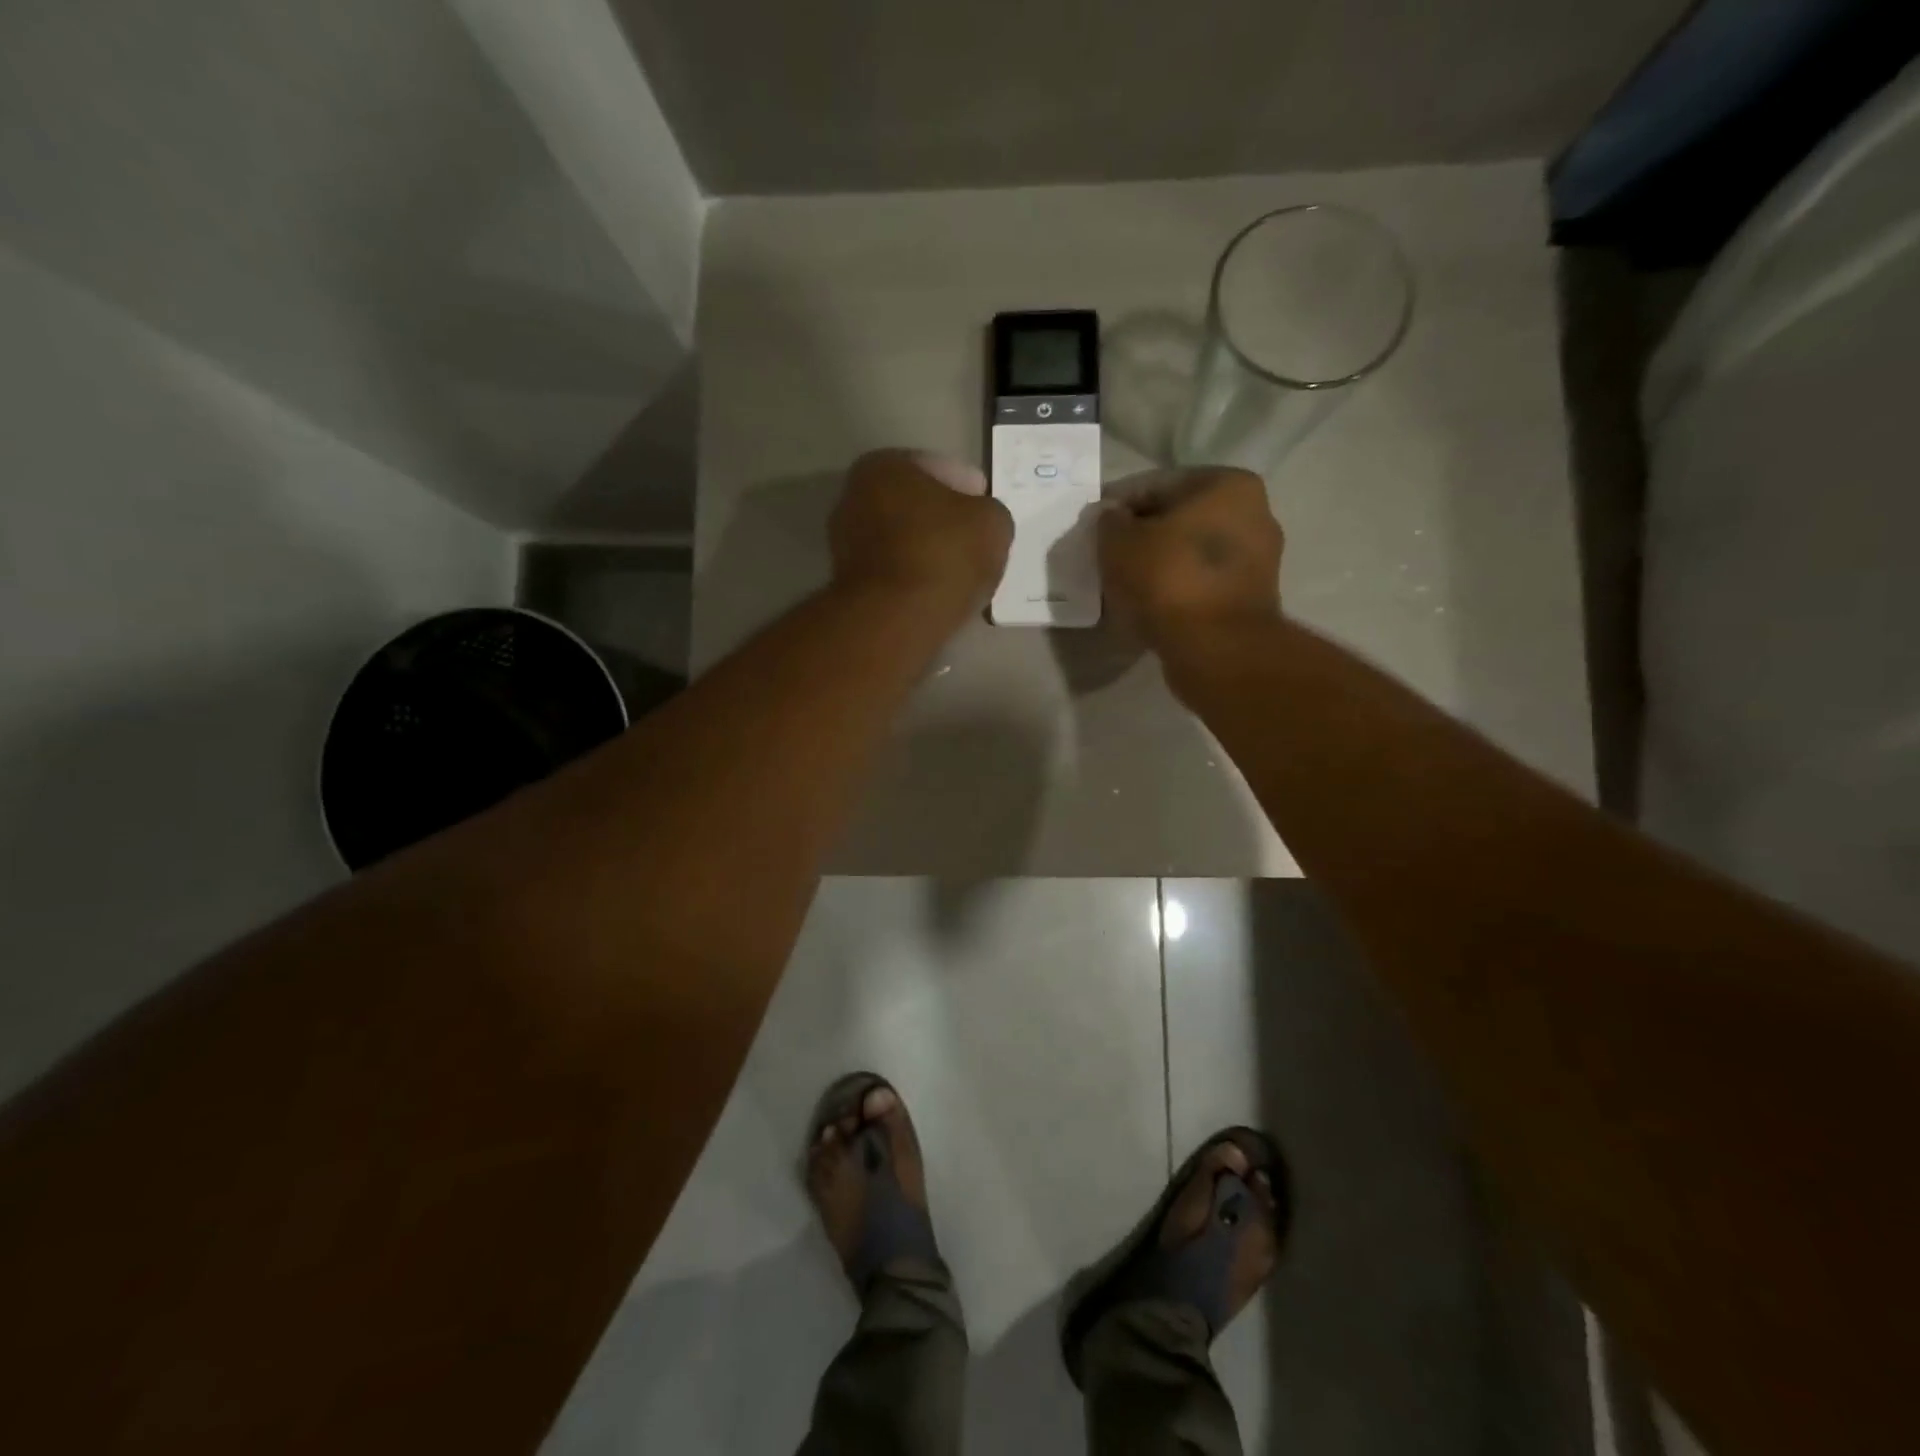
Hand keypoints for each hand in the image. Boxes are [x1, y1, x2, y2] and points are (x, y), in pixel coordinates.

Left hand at [830, 450, 1012, 608]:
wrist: (896, 619)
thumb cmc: (944, 554)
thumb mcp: (992, 522)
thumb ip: (988, 513)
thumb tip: (980, 522)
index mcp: (883, 467)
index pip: (937, 469)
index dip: (969, 489)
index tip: (985, 510)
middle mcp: (853, 498)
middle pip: (914, 506)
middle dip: (942, 520)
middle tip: (975, 541)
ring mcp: (845, 545)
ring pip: (902, 541)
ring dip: (927, 552)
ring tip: (960, 572)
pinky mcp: (849, 586)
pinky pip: (894, 573)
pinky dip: (914, 578)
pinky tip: (937, 592)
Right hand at [1098, 467, 1283, 649]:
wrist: (1216, 648)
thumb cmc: (1168, 580)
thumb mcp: (1119, 542)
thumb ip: (1110, 522)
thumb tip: (1113, 519)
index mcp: (1227, 484)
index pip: (1157, 485)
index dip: (1118, 505)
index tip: (1094, 526)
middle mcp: (1253, 512)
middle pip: (1179, 518)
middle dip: (1144, 535)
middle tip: (1109, 556)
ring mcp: (1258, 559)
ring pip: (1191, 553)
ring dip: (1160, 564)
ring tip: (1126, 584)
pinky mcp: (1251, 598)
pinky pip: (1202, 583)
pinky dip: (1177, 589)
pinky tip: (1150, 604)